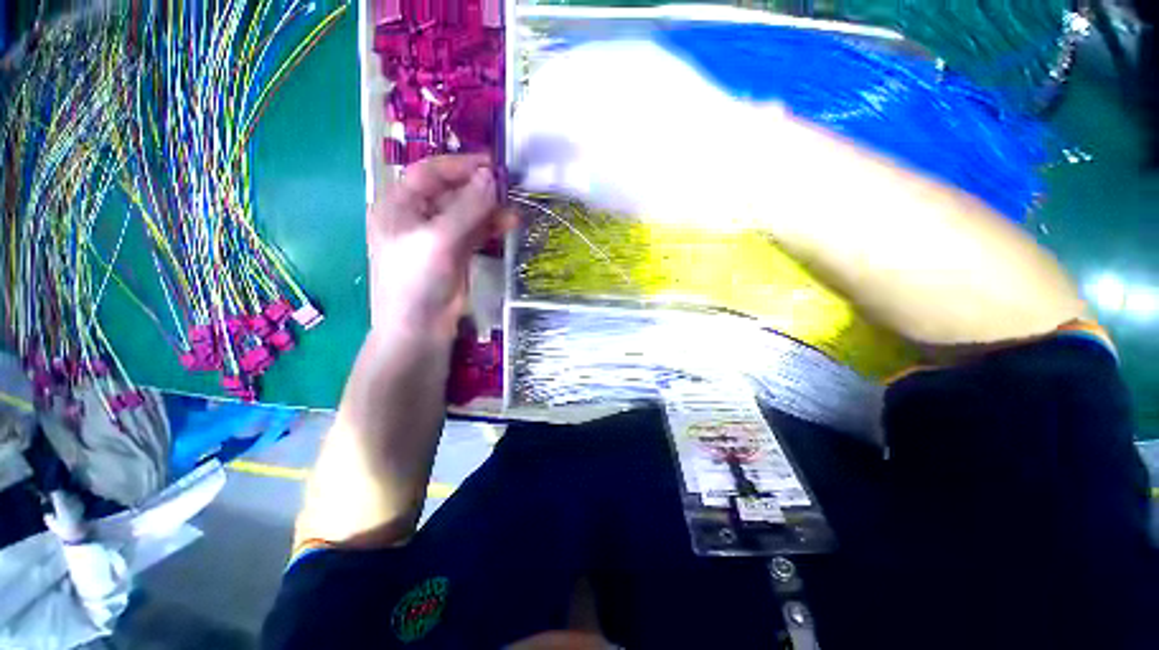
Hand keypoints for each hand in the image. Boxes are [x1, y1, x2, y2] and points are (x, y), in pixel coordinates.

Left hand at [367, 155, 513, 339]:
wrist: (420, 328)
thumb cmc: (416, 280)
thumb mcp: (439, 239)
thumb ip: (467, 207)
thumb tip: (491, 177)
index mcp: (400, 206)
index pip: (430, 173)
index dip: (460, 165)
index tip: (491, 164)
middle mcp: (418, 217)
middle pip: (452, 192)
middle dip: (480, 189)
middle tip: (509, 187)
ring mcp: (439, 237)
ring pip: (467, 213)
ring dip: (490, 210)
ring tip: (514, 210)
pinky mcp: (457, 254)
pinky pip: (476, 232)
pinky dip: (492, 227)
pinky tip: (510, 223)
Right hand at [513, 40, 795, 227]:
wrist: (740, 166)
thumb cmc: (672, 193)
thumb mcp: (611, 196)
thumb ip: (566, 179)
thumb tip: (535, 175)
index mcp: (585, 114)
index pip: (532, 121)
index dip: (521, 144)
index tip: (521, 164)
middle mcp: (598, 72)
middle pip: (546, 87)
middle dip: (535, 120)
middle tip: (539, 153)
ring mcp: (626, 58)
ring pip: (570, 72)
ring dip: (557, 105)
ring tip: (562, 139)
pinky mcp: (647, 58)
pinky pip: (597, 66)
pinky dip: (582, 92)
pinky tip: (589, 119)